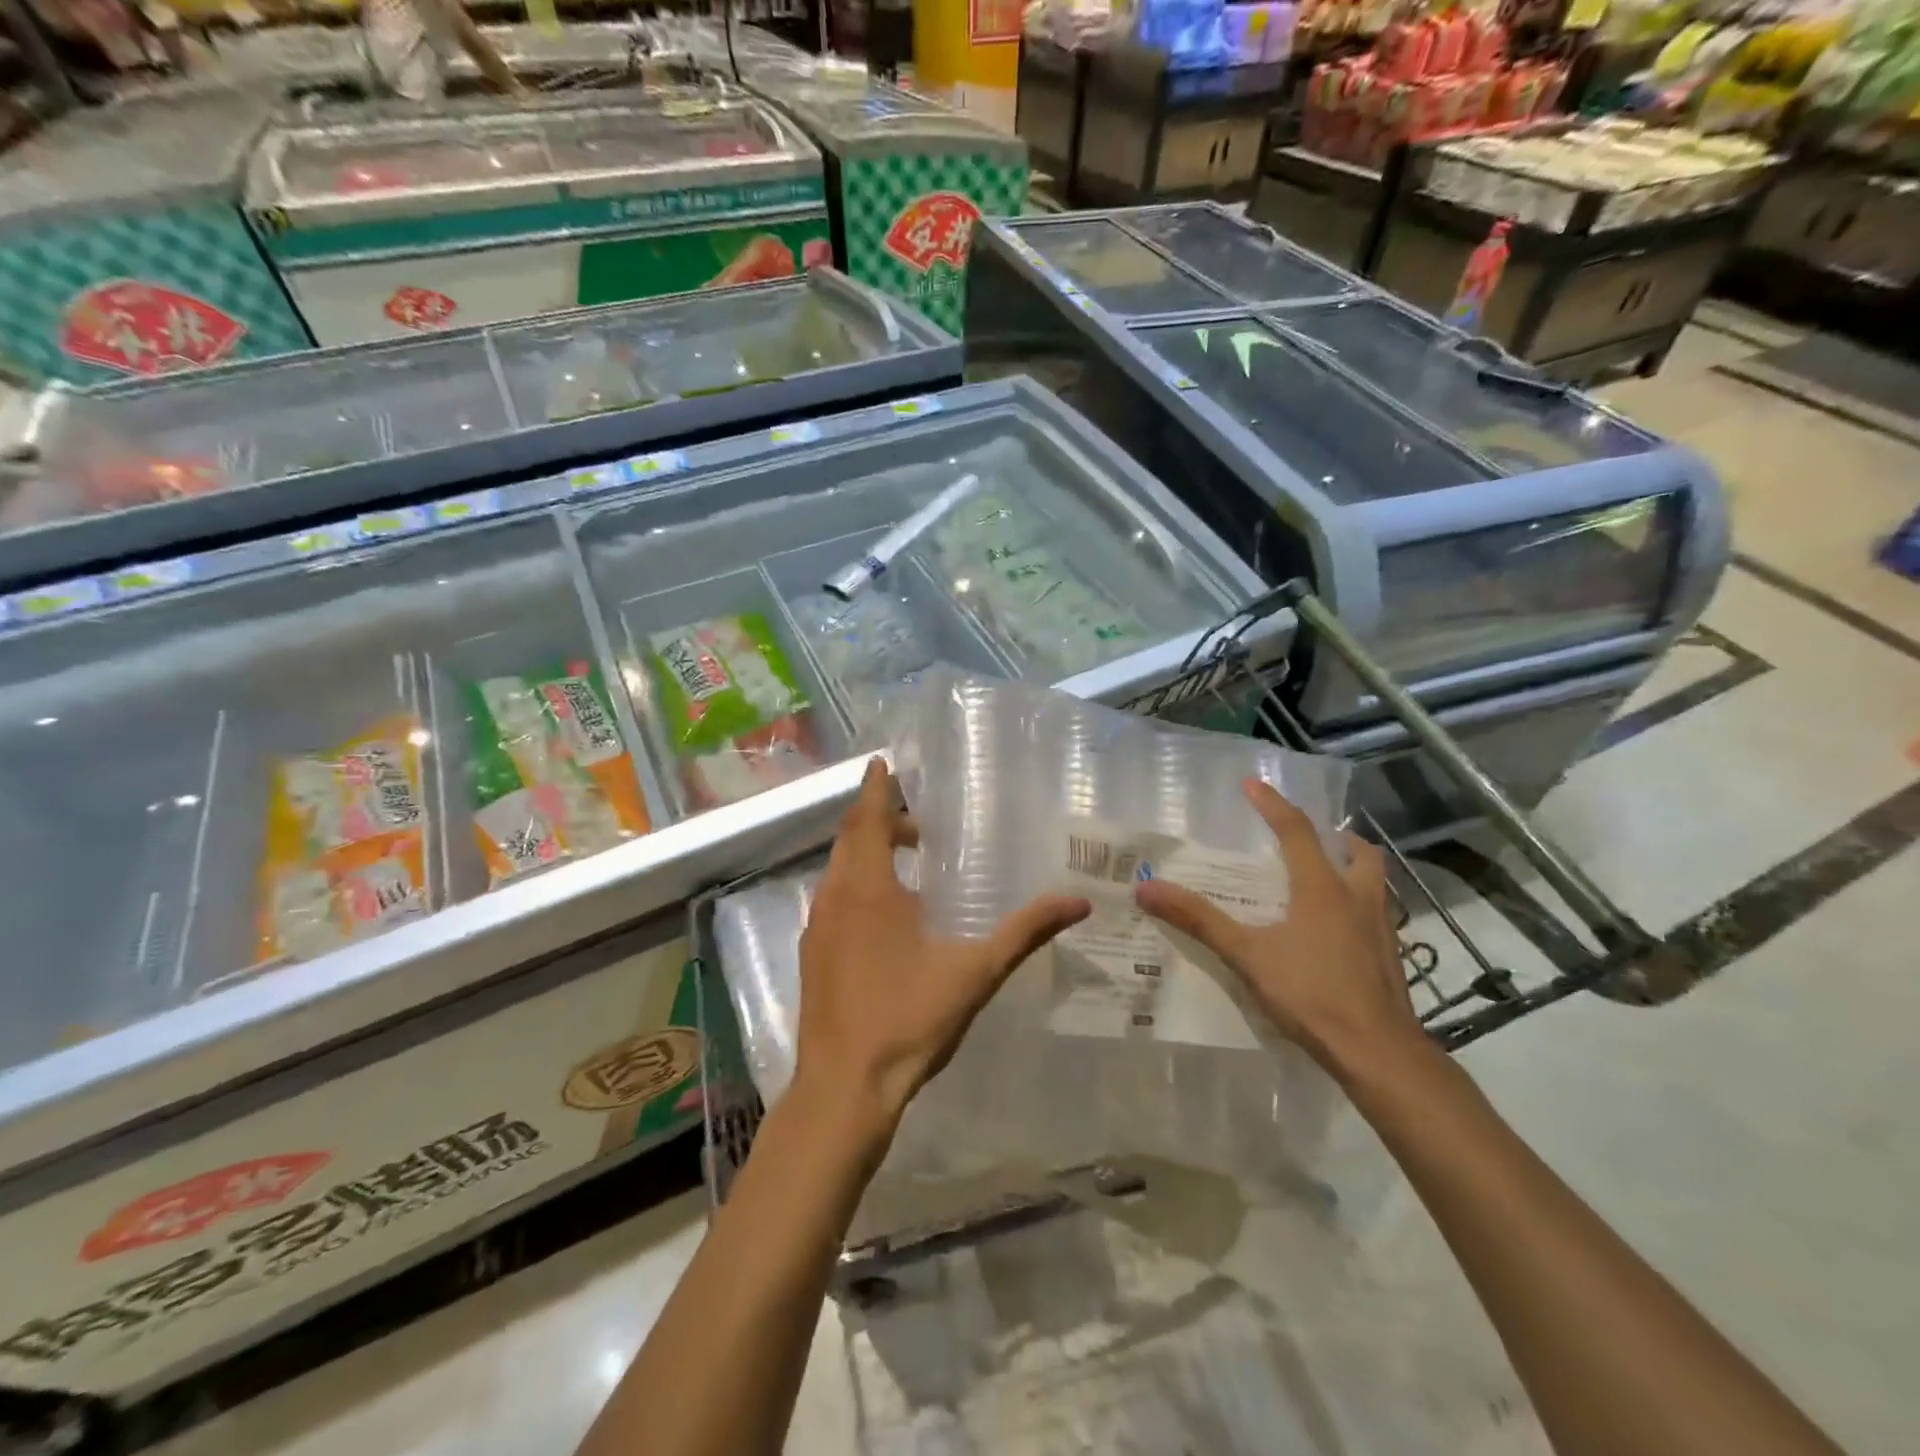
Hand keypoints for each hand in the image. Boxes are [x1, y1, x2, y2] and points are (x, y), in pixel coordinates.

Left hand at [794, 758, 1090, 1144]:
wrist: (844, 1087)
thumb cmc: (908, 1019)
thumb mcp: (975, 972)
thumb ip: (1025, 932)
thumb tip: (1078, 901)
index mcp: (868, 888)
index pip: (867, 818)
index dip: (876, 787)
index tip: (883, 761)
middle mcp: (834, 896)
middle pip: (850, 839)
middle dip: (879, 818)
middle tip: (919, 819)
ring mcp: (818, 926)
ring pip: (839, 869)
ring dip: (867, 852)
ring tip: (908, 857)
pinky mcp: (813, 953)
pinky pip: (833, 897)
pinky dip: (856, 882)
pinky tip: (885, 911)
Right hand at [1134, 778, 1420, 1075]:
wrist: (1379, 1053)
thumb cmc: (1312, 995)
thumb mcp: (1247, 955)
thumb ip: (1199, 920)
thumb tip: (1147, 888)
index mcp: (1322, 888)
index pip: (1297, 831)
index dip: (1273, 804)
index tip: (1253, 784)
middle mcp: (1357, 897)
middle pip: (1357, 851)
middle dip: (1336, 836)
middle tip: (1311, 836)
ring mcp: (1382, 927)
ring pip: (1375, 881)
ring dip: (1353, 867)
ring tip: (1326, 875)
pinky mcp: (1391, 956)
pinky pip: (1377, 912)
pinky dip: (1358, 903)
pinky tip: (1338, 929)